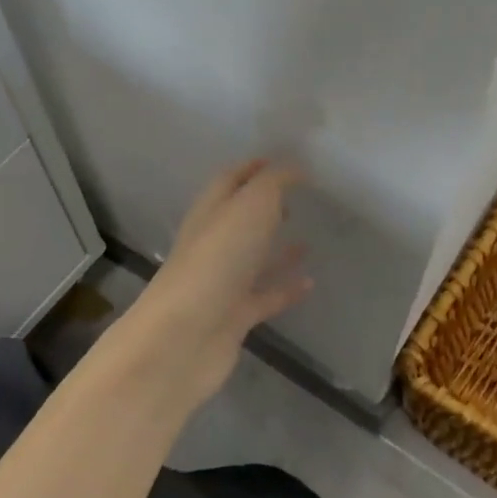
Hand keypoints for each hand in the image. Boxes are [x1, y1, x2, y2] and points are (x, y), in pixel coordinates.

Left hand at [138, 160, 312, 399]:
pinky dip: (286, 288)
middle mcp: (212, 245)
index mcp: (210, 213)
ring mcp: (222, 283)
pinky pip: (265, 297)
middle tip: (297, 199)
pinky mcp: (234, 317)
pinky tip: (311, 282)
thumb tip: (294, 167)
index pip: (230, 181)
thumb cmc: (216, 261)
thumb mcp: (249, 207)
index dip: (254, 168)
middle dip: (264, 208)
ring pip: (252, 259)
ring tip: (308, 238)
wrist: (185, 337)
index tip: (282, 160)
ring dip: (277, 249)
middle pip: (239, 220)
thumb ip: (273, 184)